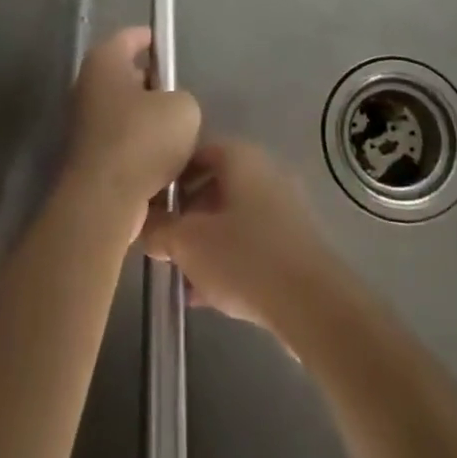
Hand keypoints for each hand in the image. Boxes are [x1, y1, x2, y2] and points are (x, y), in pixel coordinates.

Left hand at [61, 27, 199, 238]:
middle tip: (180, 96)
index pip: (130, 37)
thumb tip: (171, 107)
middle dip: (154, 84)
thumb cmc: (142, 139)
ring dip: (148, 119)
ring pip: (125, 110)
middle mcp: (88, 85)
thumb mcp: (184, 107)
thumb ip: (181, 97)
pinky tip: (163, 161)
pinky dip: (139, 147)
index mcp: (105, 61)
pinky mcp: (89, 155)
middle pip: (127, 75)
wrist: (105, 201)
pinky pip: (121, 140)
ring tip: (177, 132)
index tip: (172, 49)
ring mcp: (84, 122)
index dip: (153, 40)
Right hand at [140, 140, 344, 337]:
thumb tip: (142, 223)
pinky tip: (204, 295)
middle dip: (184, 213)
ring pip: (231, 217)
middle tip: (160, 240)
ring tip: (178, 273)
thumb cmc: (245, 258)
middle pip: (213, 184)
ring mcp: (283, 208)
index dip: (167, 174)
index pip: (194, 151)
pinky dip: (227, 259)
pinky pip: (250, 242)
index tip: (147, 201)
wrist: (314, 306)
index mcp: (240, 157)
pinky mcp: (294, 244)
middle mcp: (265, 172)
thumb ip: (158, 229)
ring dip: (204, 242)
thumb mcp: (188, 243)